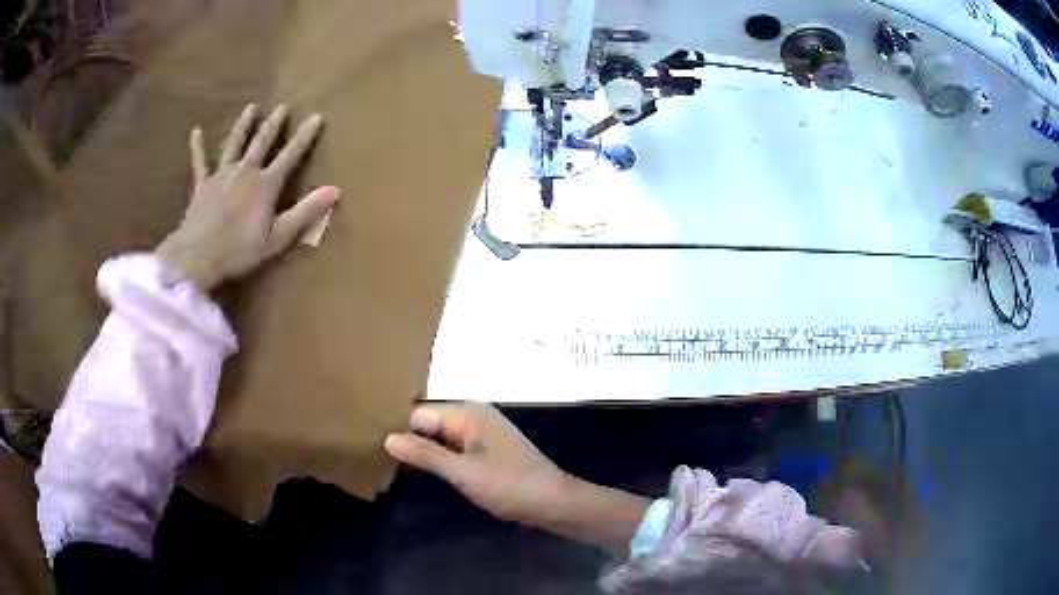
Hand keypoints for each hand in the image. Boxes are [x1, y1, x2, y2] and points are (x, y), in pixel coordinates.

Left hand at [155, 104, 339, 292]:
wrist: (197, 258)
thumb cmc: (239, 251)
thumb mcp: (278, 237)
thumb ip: (306, 212)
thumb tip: (336, 190)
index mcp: (265, 184)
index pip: (290, 154)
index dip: (304, 136)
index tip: (316, 116)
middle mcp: (245, 171)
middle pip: (262, 142)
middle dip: (274, 124)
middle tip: (282, 107)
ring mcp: (221, 176)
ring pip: (234, 144)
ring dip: (243, 125)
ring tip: (251, 108)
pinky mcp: (202, 186)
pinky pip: (199, 162)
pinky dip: (198, 147)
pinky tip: (196, 131)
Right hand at [385, 403, 649, 553]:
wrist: (553, 502)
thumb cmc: (509, 485)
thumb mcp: (462, 472)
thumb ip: (425, 454)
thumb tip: (387, 437)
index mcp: (468, 412)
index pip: (419, 413)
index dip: (399, 429)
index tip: (375, 445)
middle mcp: (475, 414)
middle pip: (430, 422)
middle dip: (411, 439)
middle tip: (380, 456)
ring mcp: (483, 431)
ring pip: (442, 437)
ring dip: (425, 450)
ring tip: (395, 464)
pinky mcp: (488, 448)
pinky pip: (455, 447)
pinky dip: (442, 457)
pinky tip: (426, 471)